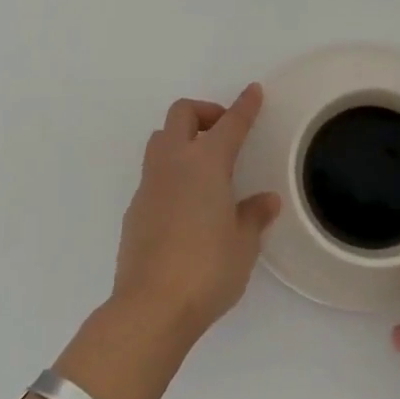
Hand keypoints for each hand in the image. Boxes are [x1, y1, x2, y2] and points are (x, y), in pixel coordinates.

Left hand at [111, 86, 279, 346]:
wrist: (151, 307)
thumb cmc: (207, 269)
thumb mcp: (243, 244)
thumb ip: (253, 216)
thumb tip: (264, 200)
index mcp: (207, 163)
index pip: (230, 123)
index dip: (244, 106)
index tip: (253, 91)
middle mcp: (174, 163)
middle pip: (182, 114)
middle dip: (204, 112)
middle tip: (223, 132)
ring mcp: (149, 184)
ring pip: (160, 139)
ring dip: (182, 138)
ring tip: (204, 165)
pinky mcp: (134, 209)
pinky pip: (152, 174)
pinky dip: (170, 172)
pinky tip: (185, 203)